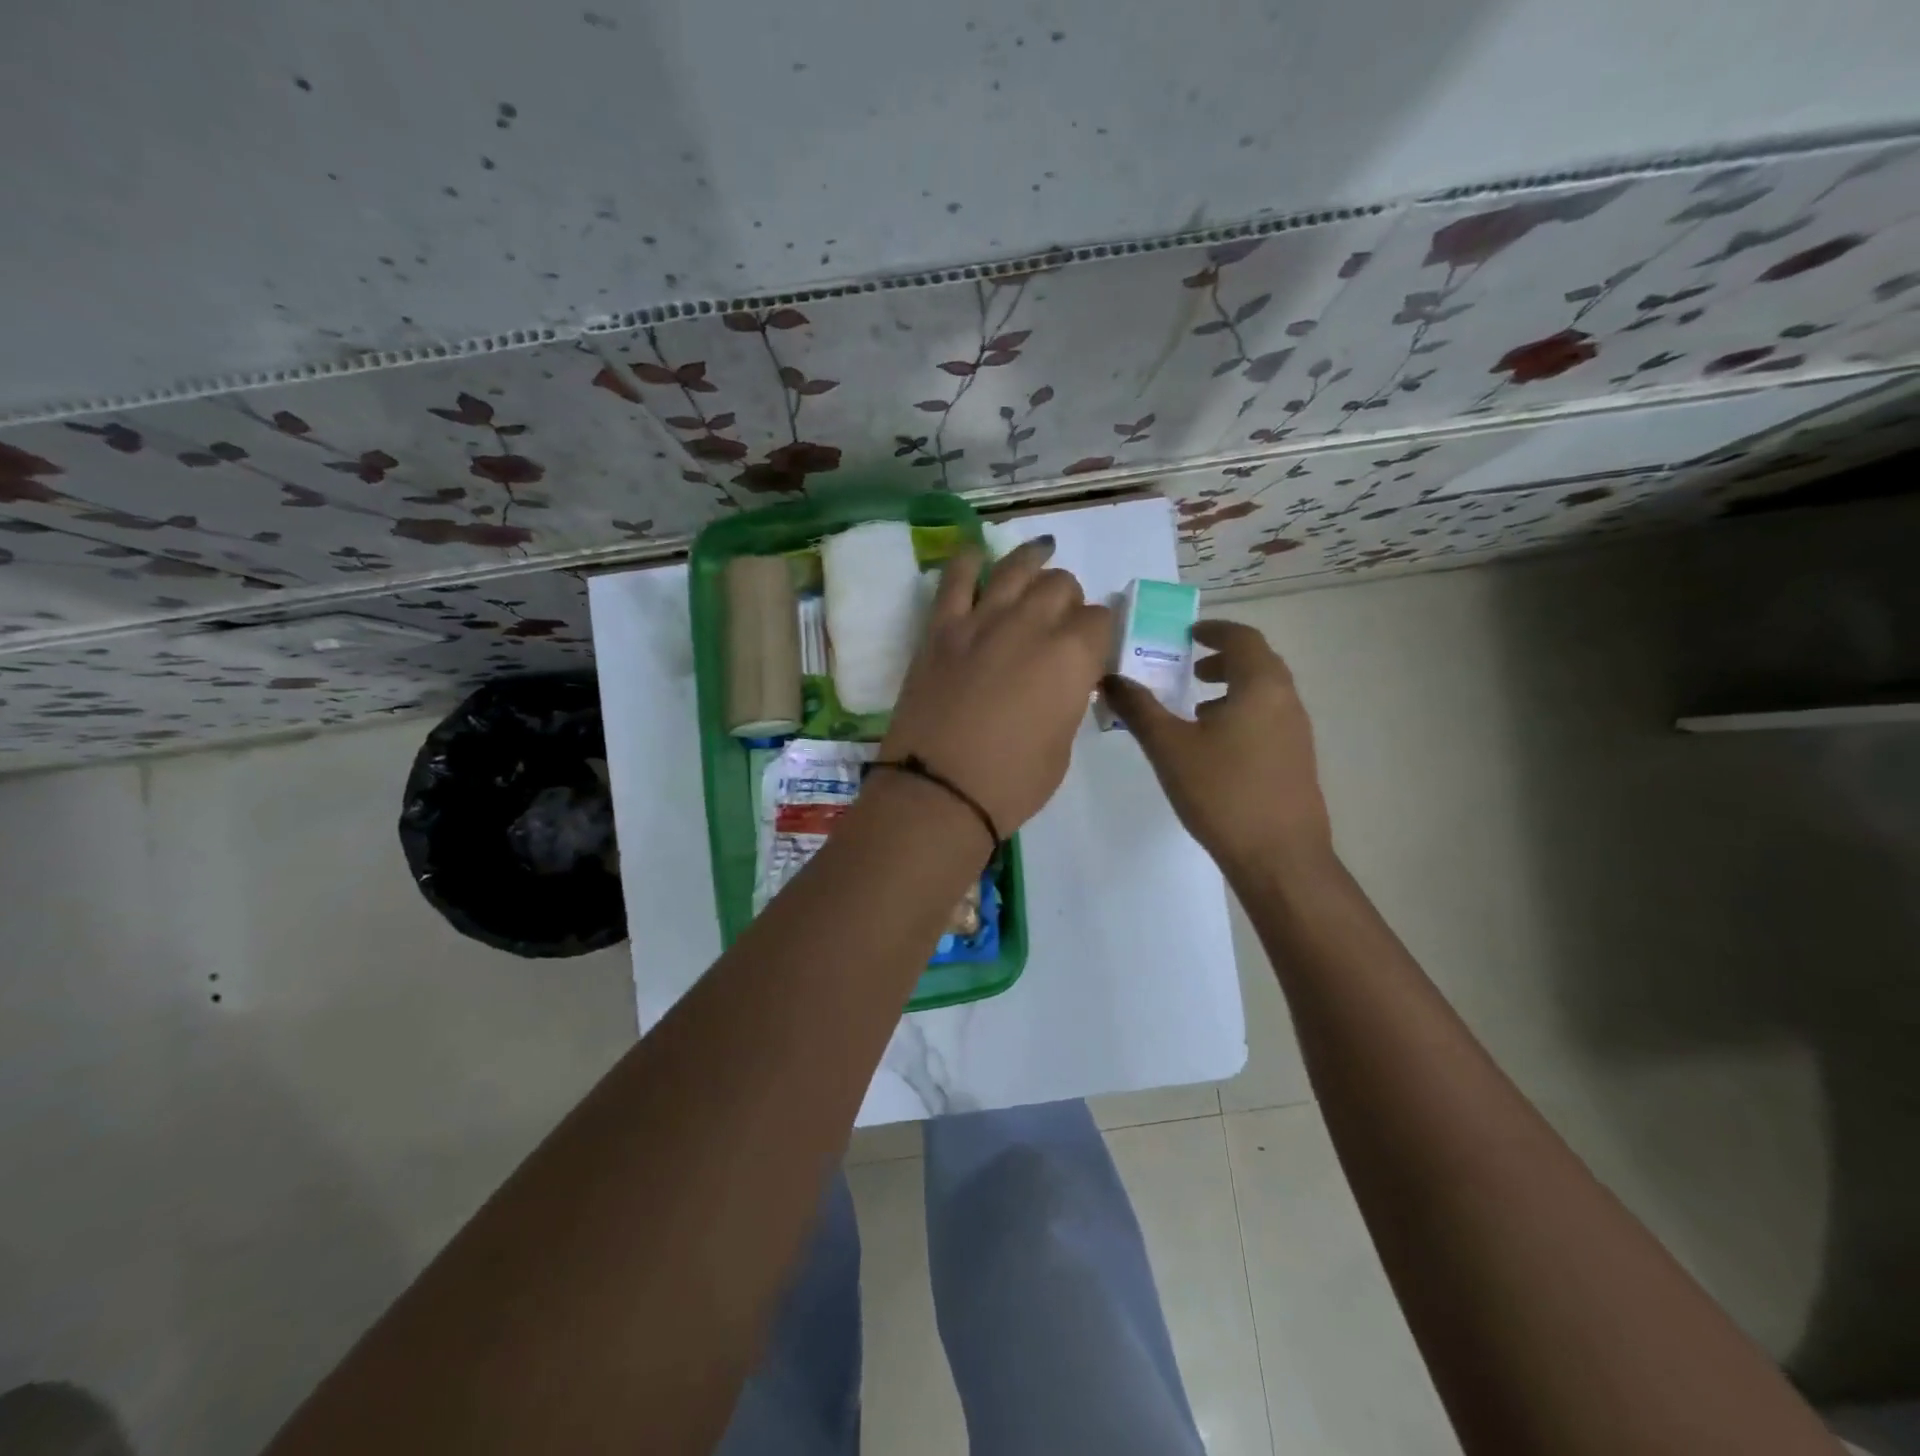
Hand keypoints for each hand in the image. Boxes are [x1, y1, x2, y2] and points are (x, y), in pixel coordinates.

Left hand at [881, 536, 1111, 837]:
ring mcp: (982, 621)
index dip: (1100, 633)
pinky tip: (977, 553)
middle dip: (1070, 600)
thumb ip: (1068, 699)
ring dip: (1033, 561)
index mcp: (1072, 655)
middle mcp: (1032, 624)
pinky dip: (967, 560)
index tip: (1093, 649)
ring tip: (1041, 554)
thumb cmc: (1011, 783)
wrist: (938, 792)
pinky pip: (955, 579)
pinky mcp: (941, 629)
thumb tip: (1064, 681)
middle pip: (1061, 586)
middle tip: (1062, 622)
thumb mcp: (1062, 746)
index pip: (1101, 620)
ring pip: (1016, 569)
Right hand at [1101, 619, 1333, 874]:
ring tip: (1196, 708)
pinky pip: (1268, 718)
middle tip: (1188, 668)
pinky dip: (1242, 713)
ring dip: (1232, 688)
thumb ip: (1138, 709)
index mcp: (1260, 686)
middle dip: (1222, 658)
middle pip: (1258, 662)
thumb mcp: (1169, 747)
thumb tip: (1110, 678)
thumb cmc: (1222, 792)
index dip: (1214, 630)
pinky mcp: (1296, 760)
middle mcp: (1286, 700)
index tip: (1188, 634)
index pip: (1243, 638)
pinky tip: (1215, 747)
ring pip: (1264, 693)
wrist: (1279, 857)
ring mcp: (1297, 732)